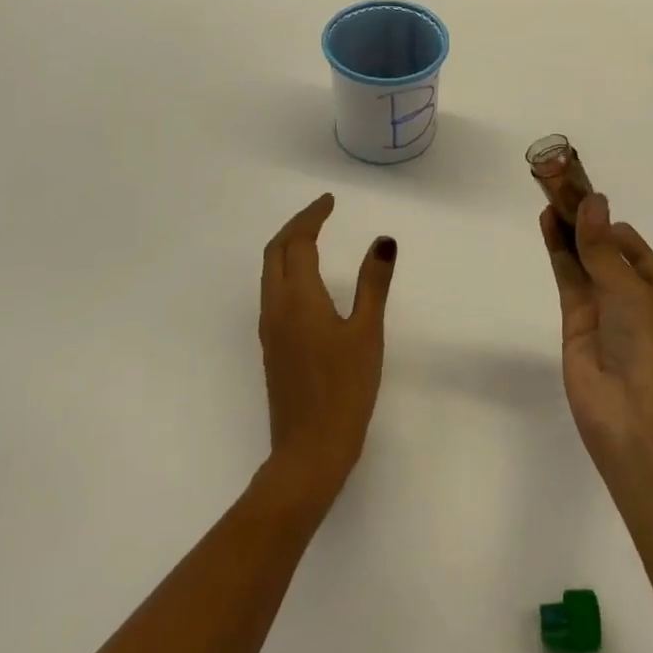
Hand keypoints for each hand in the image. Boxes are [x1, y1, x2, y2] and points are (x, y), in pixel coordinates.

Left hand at [258, 193, 395, 507]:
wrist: (309, 451)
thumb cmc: (344, 389)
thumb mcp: (367, 332)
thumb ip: (373, 284)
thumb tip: (383, 241)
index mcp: (298, 299)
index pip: (297, 243)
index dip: (312, 217)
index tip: (330, 201)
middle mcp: (276, 307)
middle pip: (275, 252)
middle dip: (295, 226)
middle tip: (321, 212)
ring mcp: (270, 329)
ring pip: (270, 273)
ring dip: (288, 247)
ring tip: (314, 237)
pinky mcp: (273, 347)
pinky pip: (273, 292)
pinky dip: (287, 270)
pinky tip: (307, 281)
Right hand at [542, 193, 652, 468]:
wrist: (637, 419)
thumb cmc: (652, 349)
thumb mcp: (632, 292)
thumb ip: (603, 249)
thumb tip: (593, 201)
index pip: (634, 249)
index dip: (610, 224)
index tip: (586, 197)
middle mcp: (633, 301)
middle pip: (605, 253)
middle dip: (587, 224)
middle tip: (561, 189)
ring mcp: (603, 313)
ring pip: (583, 263)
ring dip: (569, 233)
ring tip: (549, 198)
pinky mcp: (576, 325)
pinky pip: (568, 281)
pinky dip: (558, 253)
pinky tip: (548, 225)